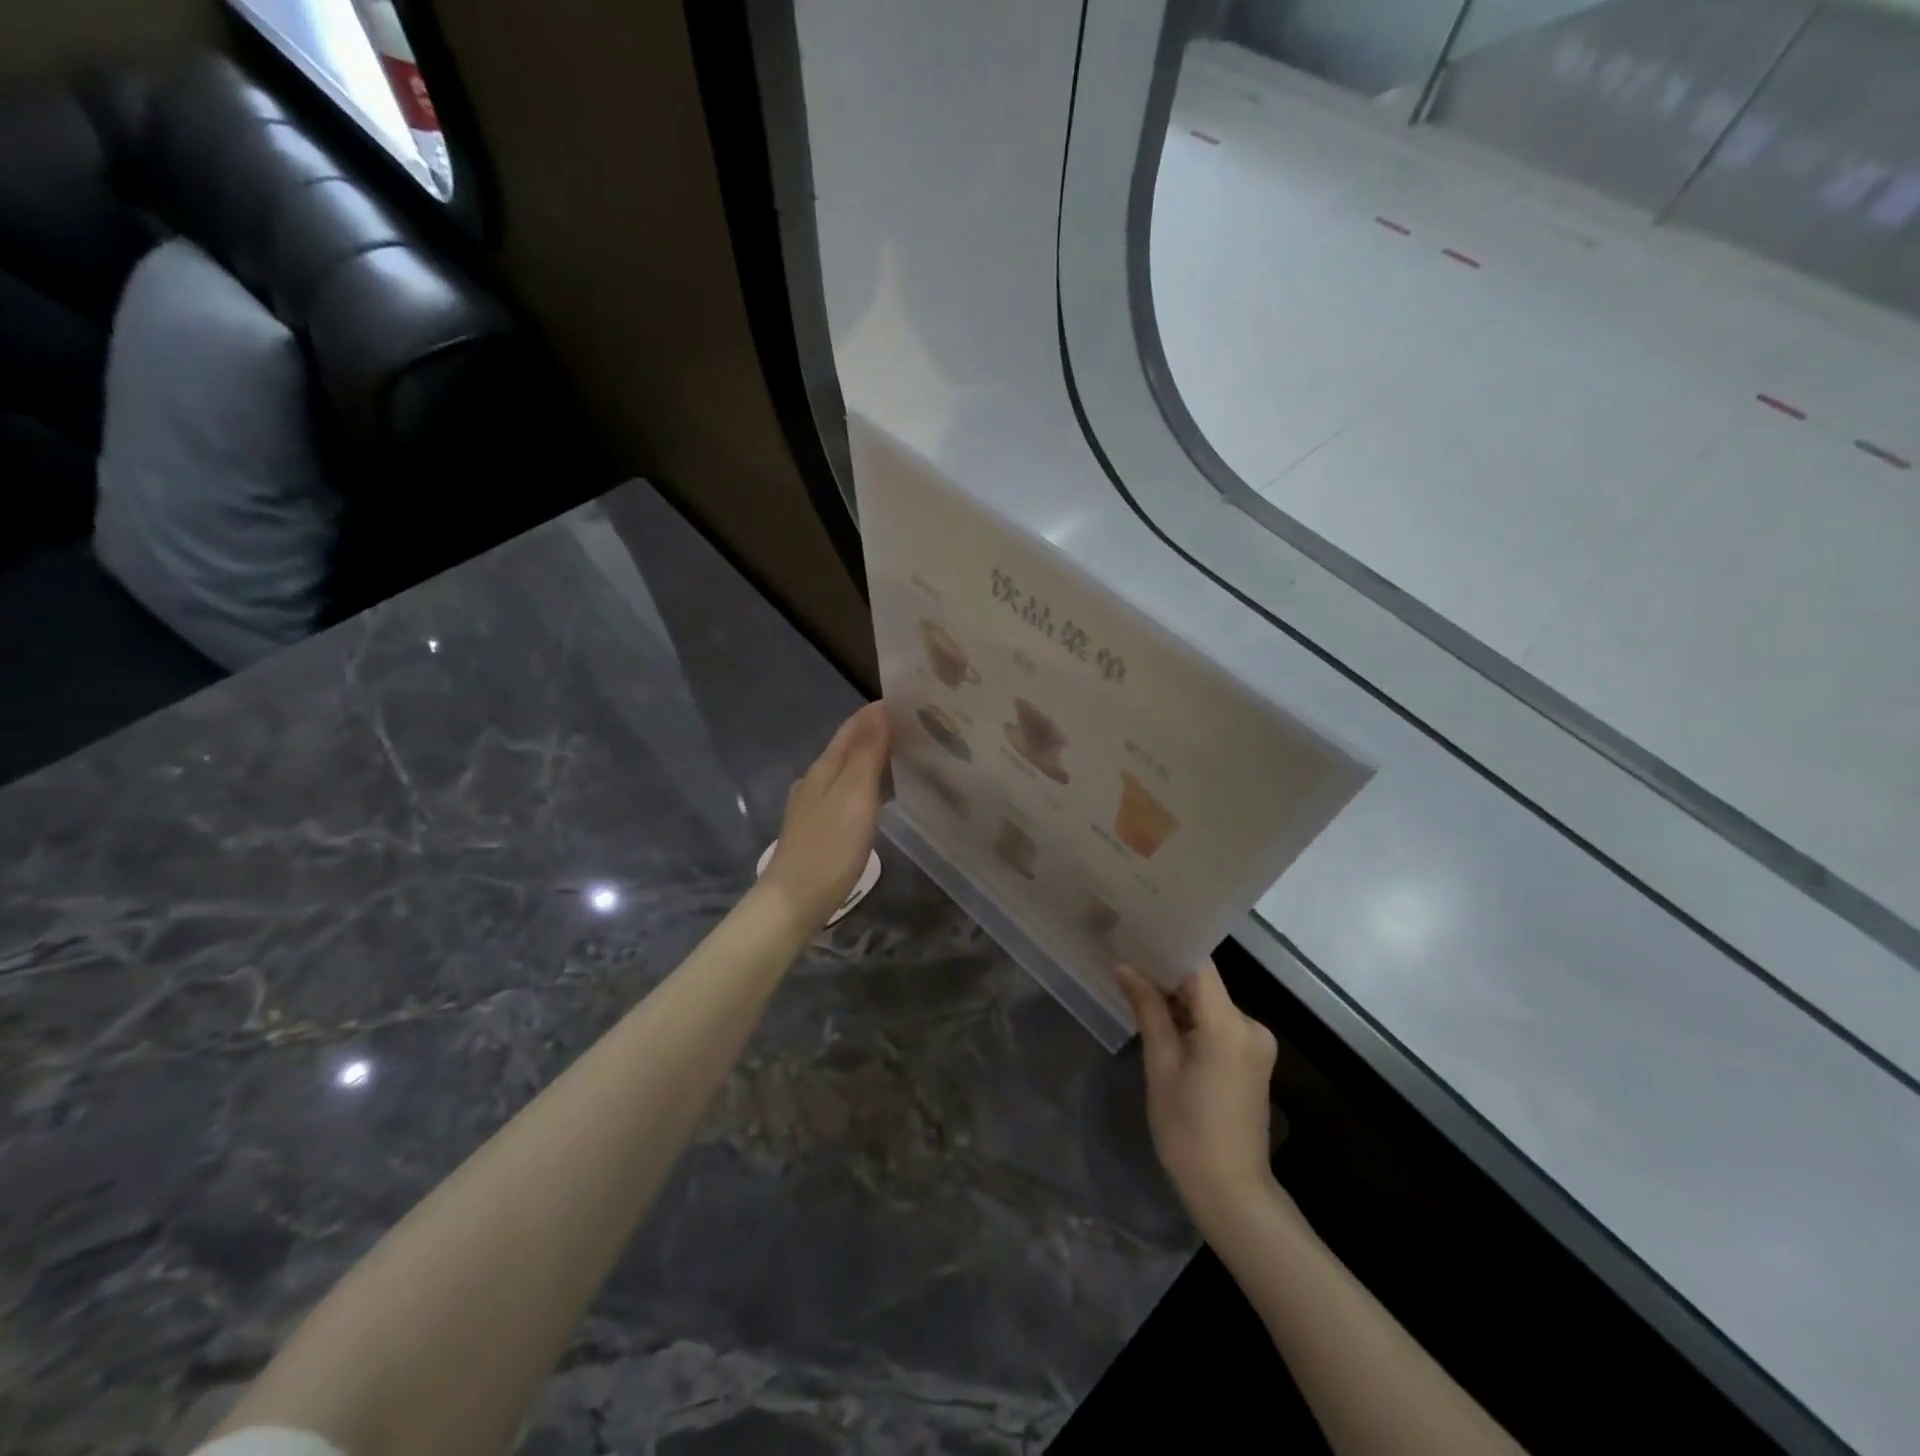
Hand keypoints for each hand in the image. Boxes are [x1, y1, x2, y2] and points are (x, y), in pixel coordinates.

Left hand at [762, 702, 891, 930]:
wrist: (793, 902)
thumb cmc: (829, 848)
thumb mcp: (854, 797)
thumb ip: (867, 754)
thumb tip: (880, 710)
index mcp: (824, 767)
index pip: (853, 727)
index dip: (879, 712)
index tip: (913, 702)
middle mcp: (815, 780)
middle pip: (849, 746)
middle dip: (879, 732)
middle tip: (918, 728)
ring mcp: (813, 805)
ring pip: (847, 770)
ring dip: (874, 758)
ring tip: (907, 755)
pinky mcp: (818, 828)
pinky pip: (847, 793)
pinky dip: (867, 783)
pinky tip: (881, 795)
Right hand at [1115, 959, 1280, 1237]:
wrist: (1231, 1192)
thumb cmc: (1188, 1129)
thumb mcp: (1161, 1065)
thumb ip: (1148, 1009)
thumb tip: (1125, 967)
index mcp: (1229, 1023)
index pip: (1198, 966)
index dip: (1166, 948)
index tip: (1134, 936)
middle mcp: (1250, 1025)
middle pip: (1204, 984)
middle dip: (1165, 974)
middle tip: (1124, 961)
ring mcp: (1255, 1043)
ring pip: (1209, 1004)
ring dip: (1177, 999)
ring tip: (1135, 986)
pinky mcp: (1251, 1058)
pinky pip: (1217, 1023)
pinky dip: (1191, 1019)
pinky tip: (1161, 1020)